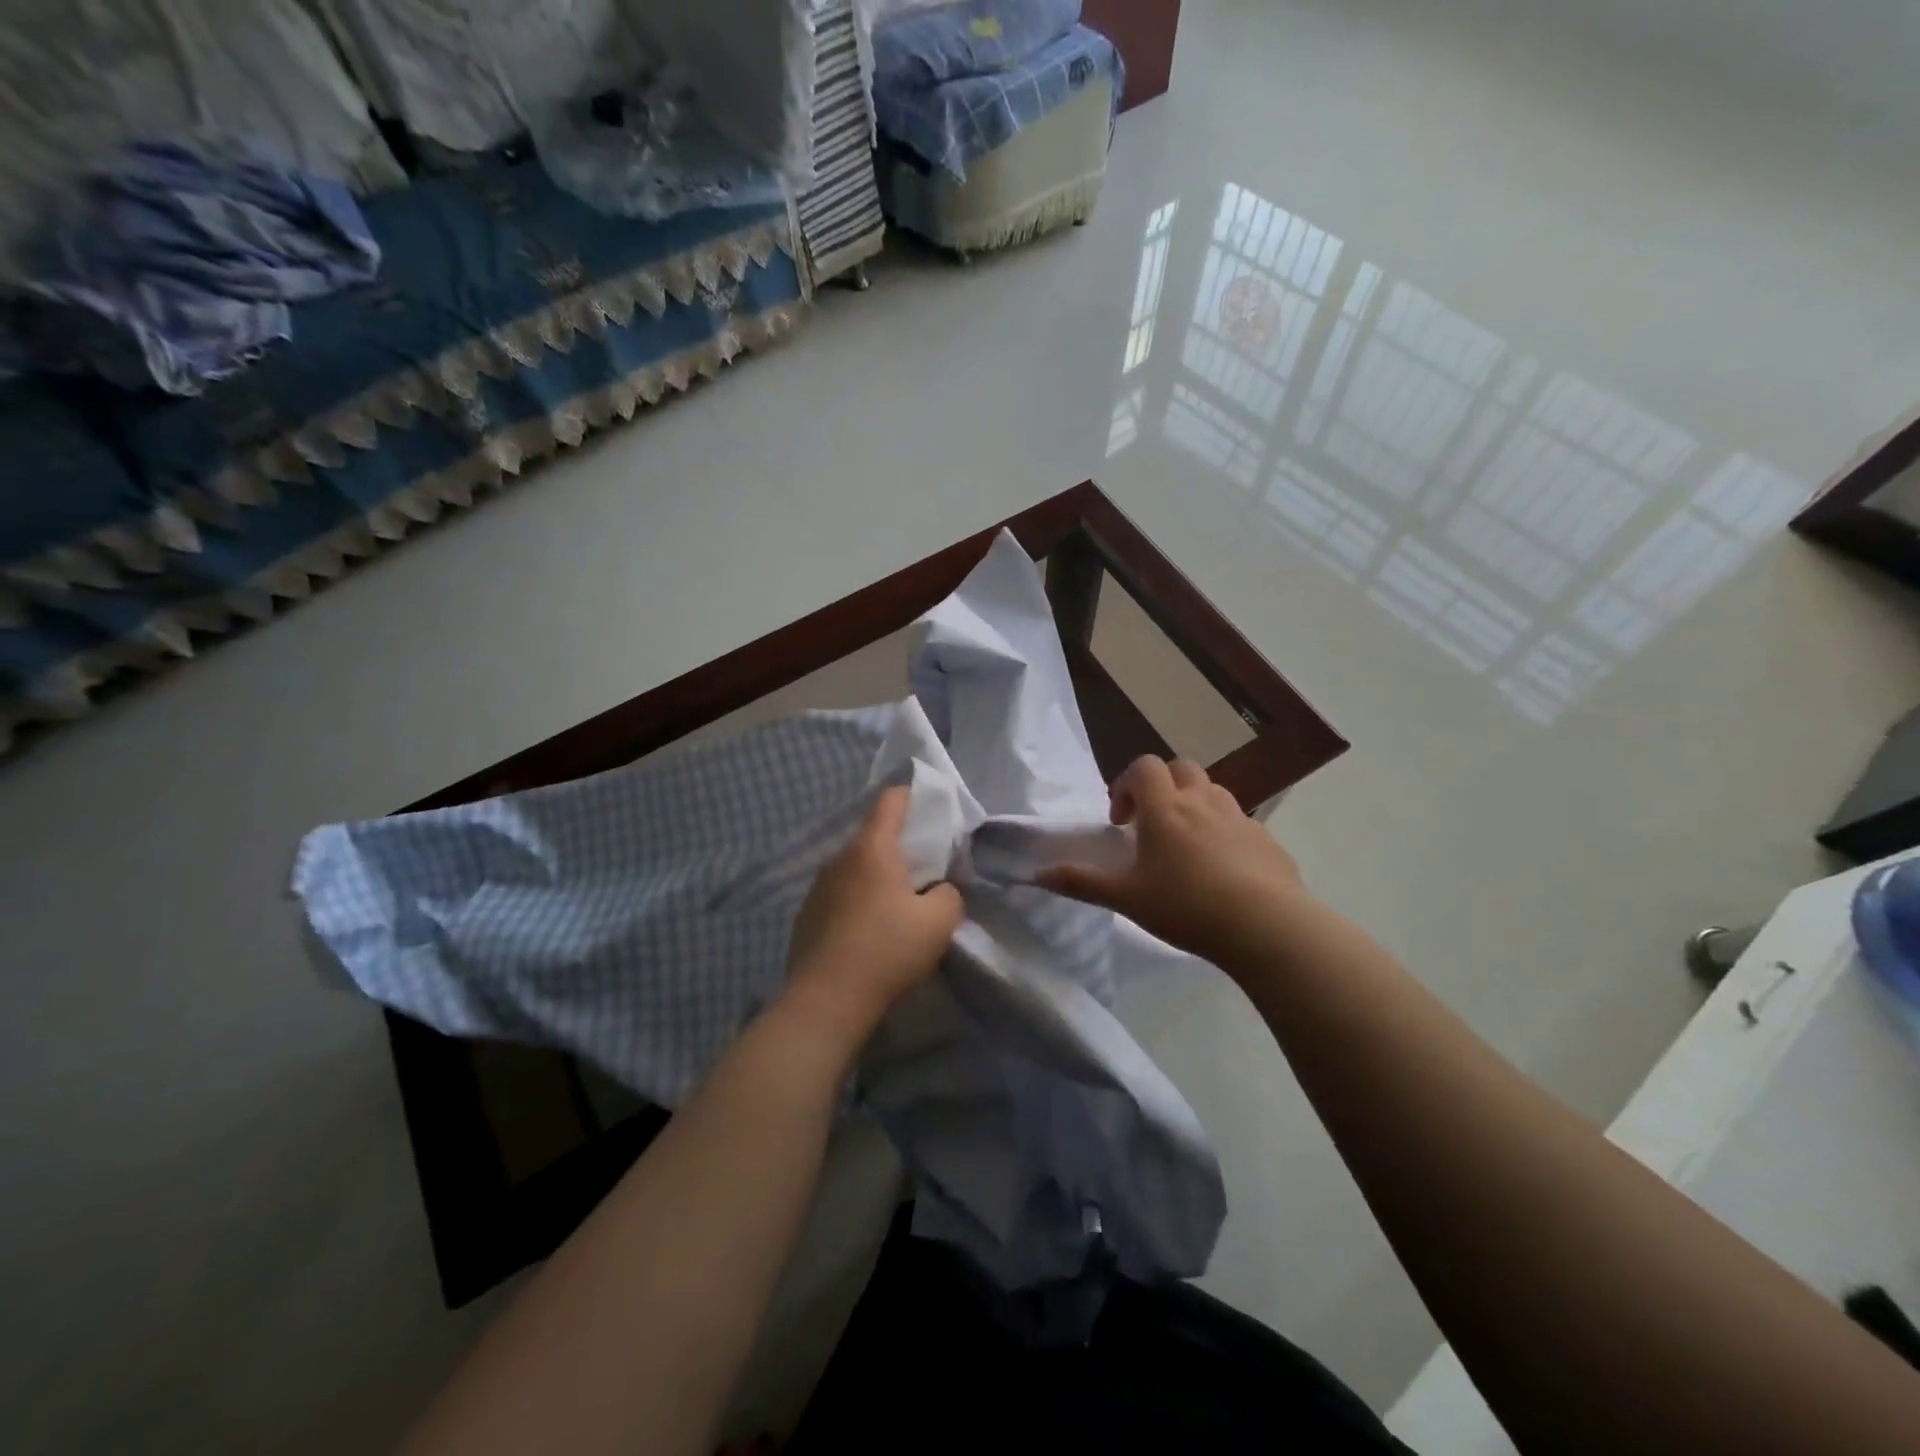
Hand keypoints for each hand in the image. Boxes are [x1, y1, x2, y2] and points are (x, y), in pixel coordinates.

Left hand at [782, 786, 964, 1039]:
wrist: (826, 1001)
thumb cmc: (887, 950)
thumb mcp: (939, 921)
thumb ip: (949, 894)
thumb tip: (938, 891)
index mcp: (871, 848)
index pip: (891, 800)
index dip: (912, 795)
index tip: (930, 808)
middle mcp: (839, 859)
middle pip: (873, 836)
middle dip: (900, 845)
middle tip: (925, 868)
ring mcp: (817, 888)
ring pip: (855, 868)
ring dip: (877, 877)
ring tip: (897, 905)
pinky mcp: (807, 916)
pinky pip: (840, 896)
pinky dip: (858, 902)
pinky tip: (869, 932)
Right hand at [1038, 756, 1305, 970]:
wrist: (1265, 926)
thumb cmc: (1186, 906)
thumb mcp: (1126, 898)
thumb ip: (1082, 882)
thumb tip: (1037, 874)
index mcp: (1165, 808)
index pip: (1144, 767)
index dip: (1127, 784)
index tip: (1121, 822)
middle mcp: (1203, 802)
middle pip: (1181, 768)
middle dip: (1162, 787)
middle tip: (1152, 826)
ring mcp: (1239, 818)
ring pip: (1213, 792)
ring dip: (1194, 805)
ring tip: (1186, 846)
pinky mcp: (1267, 840)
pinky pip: (1240, 823)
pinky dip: (1224, 833)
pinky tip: (1222, 872)